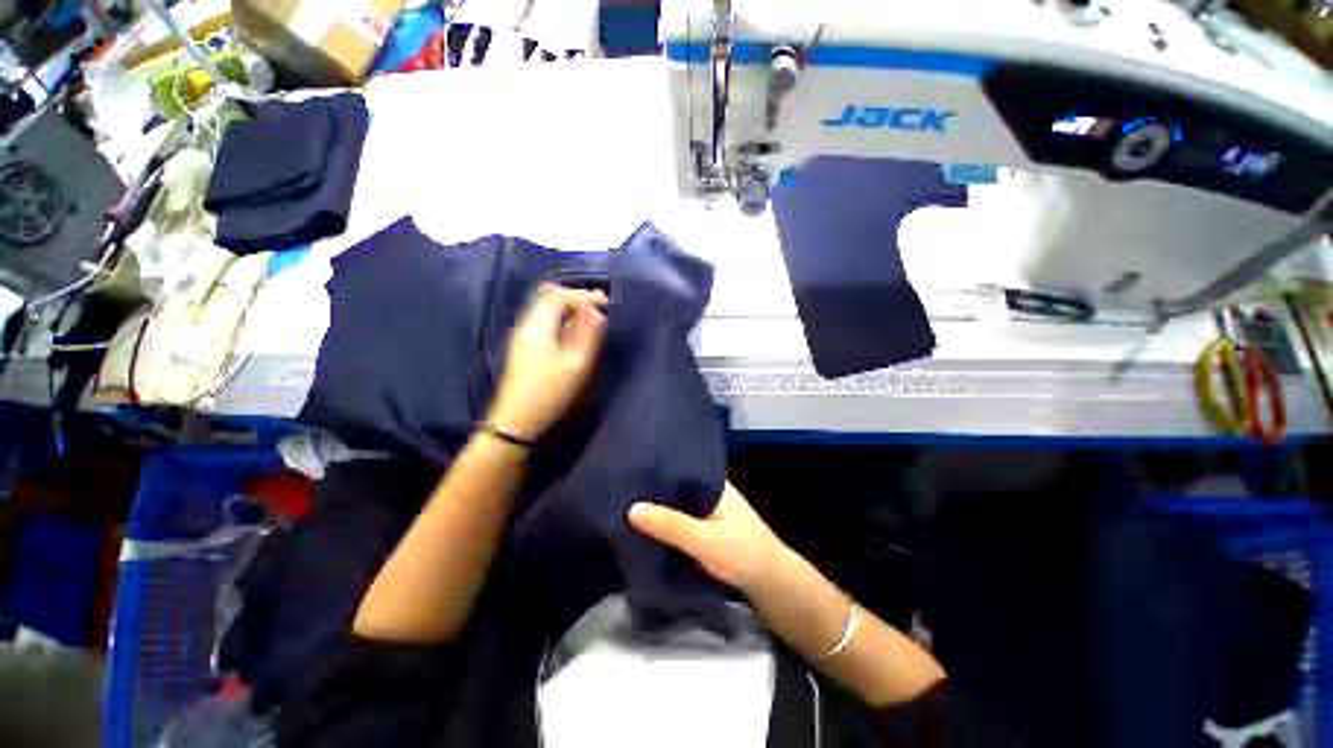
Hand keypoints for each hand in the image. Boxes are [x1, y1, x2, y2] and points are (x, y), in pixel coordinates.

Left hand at [487, 284, 606, 440]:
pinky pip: (544, 320)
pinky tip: (573, 330)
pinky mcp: (523, 345)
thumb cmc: (549, 392)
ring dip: (569, 308)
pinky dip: (561, 318)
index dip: (584, 295)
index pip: (559, 296)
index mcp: (538, 326)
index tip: (606, 302)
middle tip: (599, 307)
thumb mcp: (575, 364)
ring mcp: (522, 335)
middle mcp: (527, 324)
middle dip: (576, 298)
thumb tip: (595, 312)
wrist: (517, 419)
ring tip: (590, 317)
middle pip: (550, 297)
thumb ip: (587, 334)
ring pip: (546, 308)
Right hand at [629, 482, 787, 591]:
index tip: (632, 466)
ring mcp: (714, 515)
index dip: (660, 467)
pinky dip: (670, 526)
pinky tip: (650, 529)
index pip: (684, 467)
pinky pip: (685, 524)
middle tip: (623, 488)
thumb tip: (632, 508)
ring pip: (682, 507)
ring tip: (629, 505)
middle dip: (656, 491)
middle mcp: (714, 495)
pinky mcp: (712, 534)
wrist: (777, 588)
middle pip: (680, 488)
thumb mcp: (705, 540)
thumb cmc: (744, 555)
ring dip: (663, 510)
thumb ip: (671, 525)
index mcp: (717, 485)